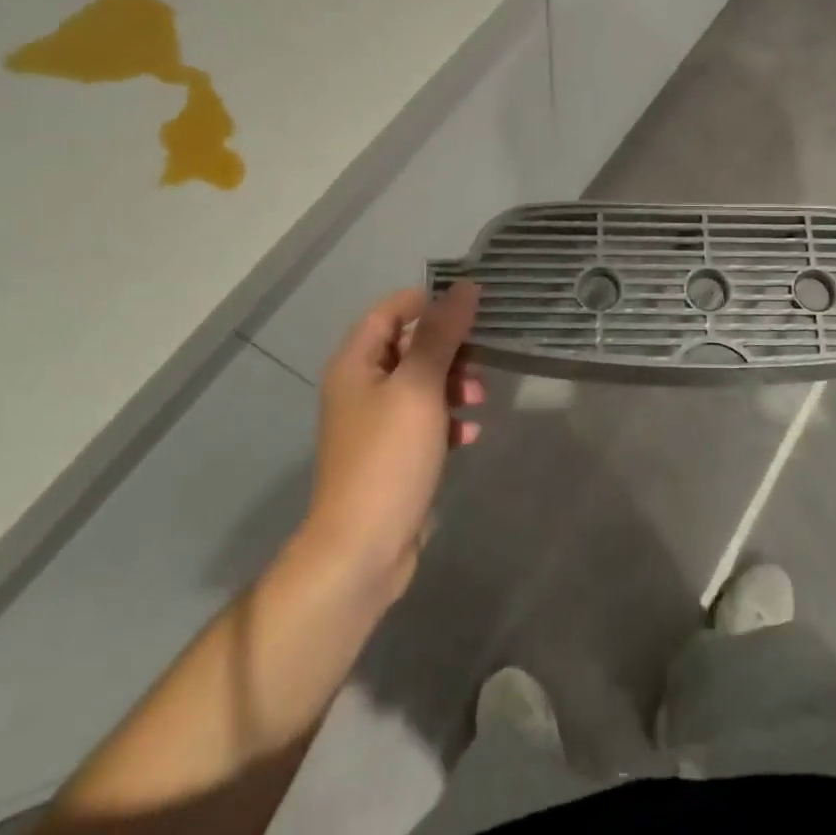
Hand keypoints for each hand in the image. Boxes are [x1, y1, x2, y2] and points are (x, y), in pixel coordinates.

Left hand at [299, 282, 482, 602]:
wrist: (363, 548)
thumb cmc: (388, 456)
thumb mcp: (419, 387)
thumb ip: (442, 334)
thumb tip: (465, 287)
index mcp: (356, 363)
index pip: (390, 310)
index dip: (429, 302)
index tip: (471, 308)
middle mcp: (361, 386)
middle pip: (410, 346)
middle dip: (449, 350)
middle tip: (479, 362)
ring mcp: (377, 423)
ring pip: (423, 383)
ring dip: (454, 385)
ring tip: (477, 402)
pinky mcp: (394, 454)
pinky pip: (426, 420)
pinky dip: (448, 419)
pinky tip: (469, 434)